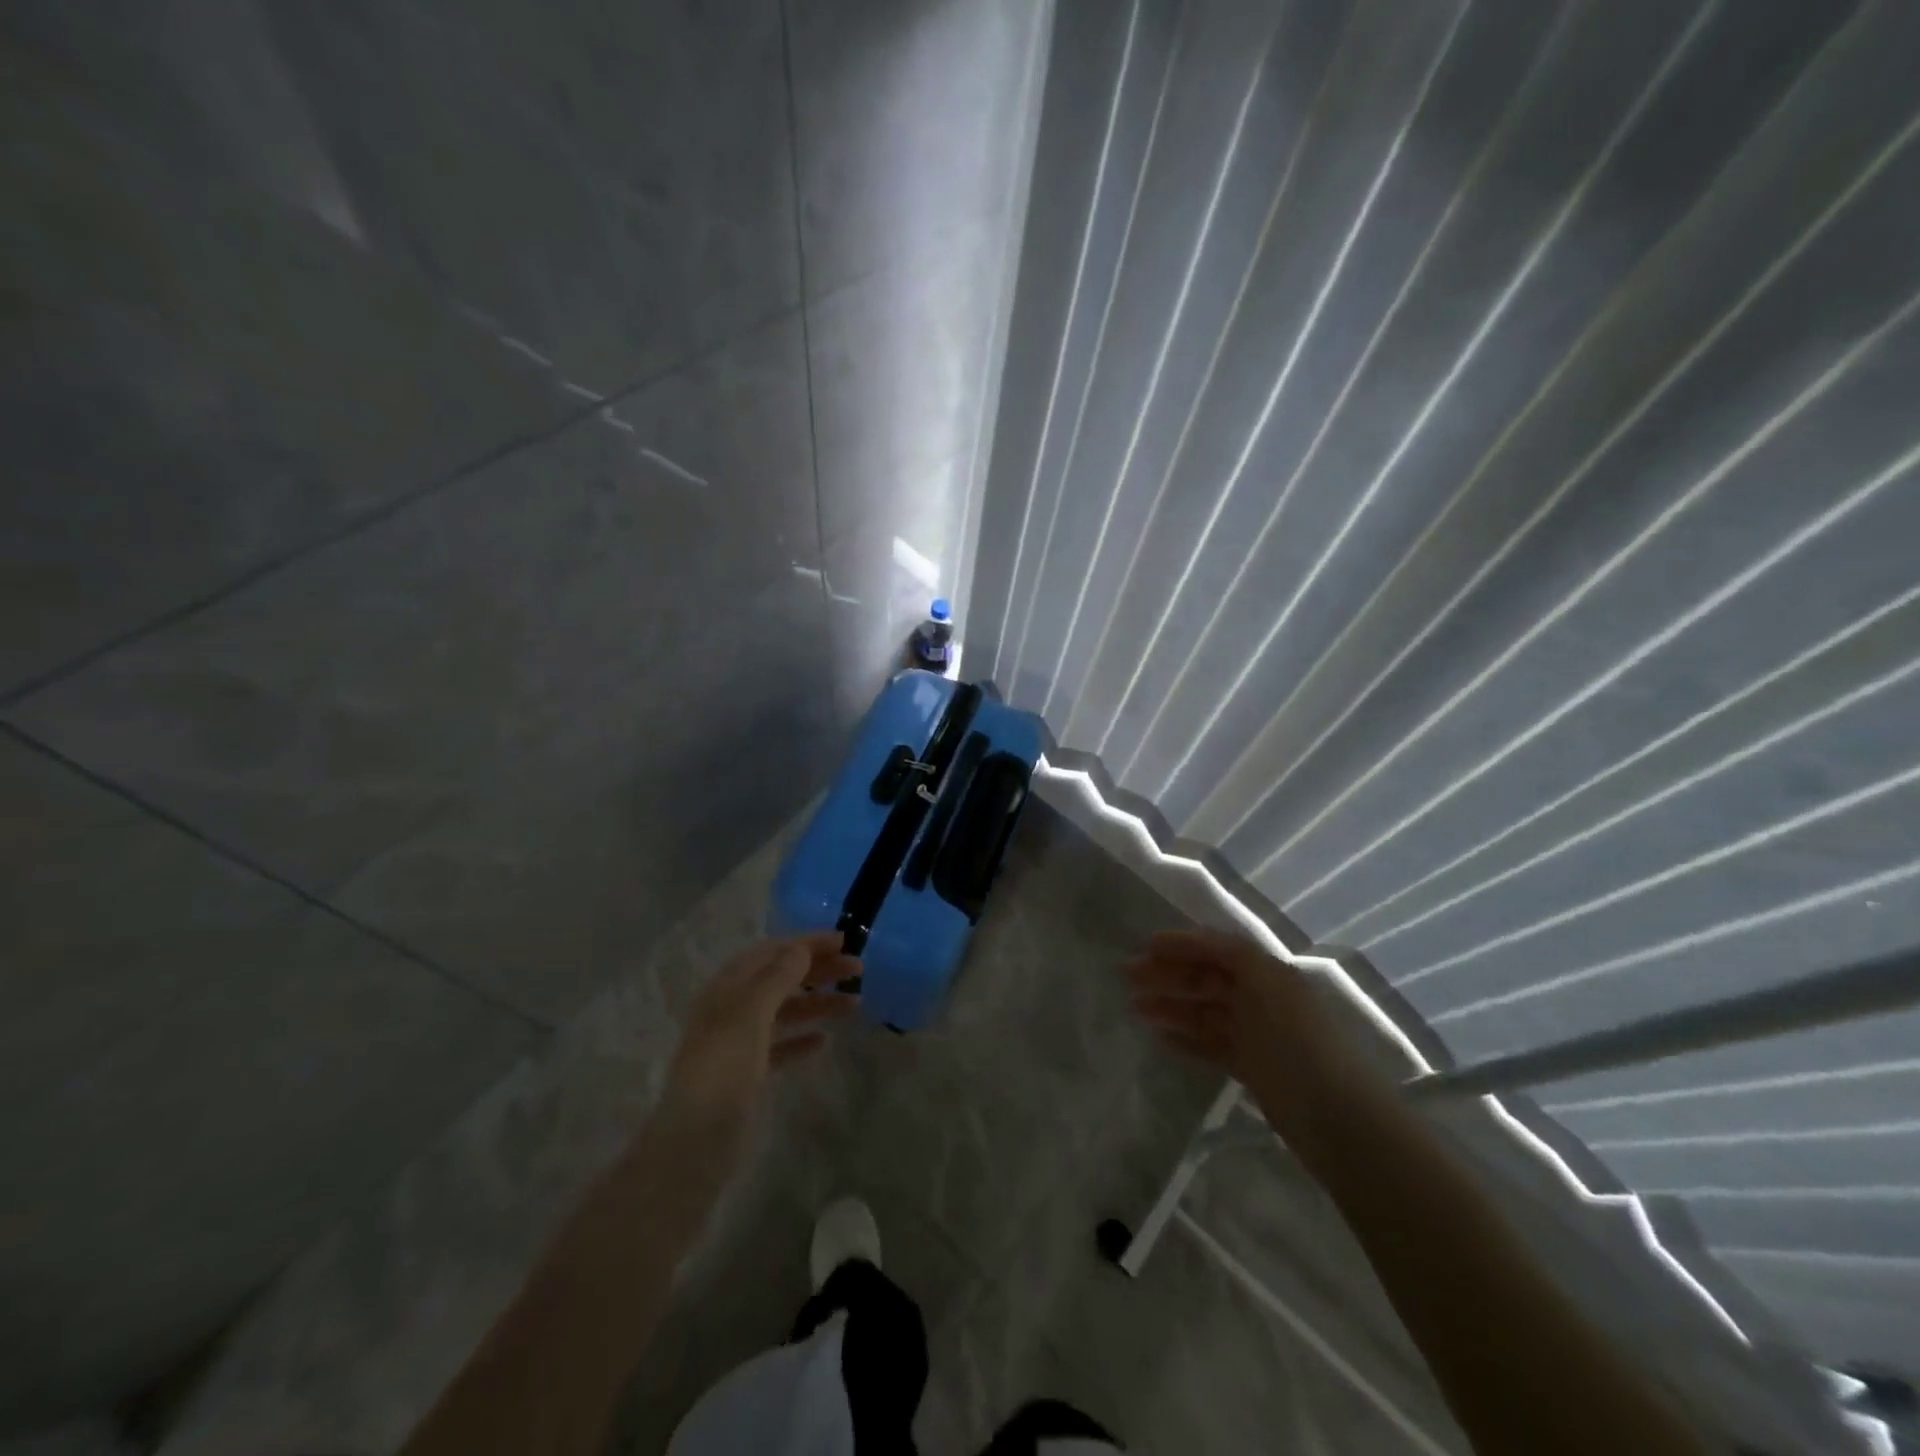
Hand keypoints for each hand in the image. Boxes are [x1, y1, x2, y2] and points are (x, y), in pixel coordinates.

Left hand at [660, 933, 859, 1135]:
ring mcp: (739, 1042)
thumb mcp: (751, 1012)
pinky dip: (802, 1039)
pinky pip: (781, 1046)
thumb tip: (801, 948)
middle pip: (781, 979)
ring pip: (785, 1011)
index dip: (807, 943)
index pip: (771, 952)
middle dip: (818, 970)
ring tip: (854, 1003)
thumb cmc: (724, 1066)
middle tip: (858, 970)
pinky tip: (824, 1041)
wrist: (695, 1140)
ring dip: (818, 1003)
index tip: (844, 940)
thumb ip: (778, 977)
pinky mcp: (747, 1074)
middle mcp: (732, 1008)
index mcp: (728, 987)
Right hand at [1126, 929, 1394, 1157]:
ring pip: (1204, 1012)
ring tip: (1136, 1008)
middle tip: (1128, 977)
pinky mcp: (1253, 1069)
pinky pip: (1212, 1045)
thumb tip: (1198, 940)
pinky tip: (1162, 1039)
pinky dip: (1187, 1039)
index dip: (1182, 944)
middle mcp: (1262, 998)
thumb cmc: (1296, 1041)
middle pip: (1206, 978)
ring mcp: (1257, 1035)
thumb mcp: (1265, 983)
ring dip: (1171, 1006)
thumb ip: (1231, 956)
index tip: (1145, 946)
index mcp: (1267, 973)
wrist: (1336, 1117)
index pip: (1217, 949)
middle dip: (1168, 974)